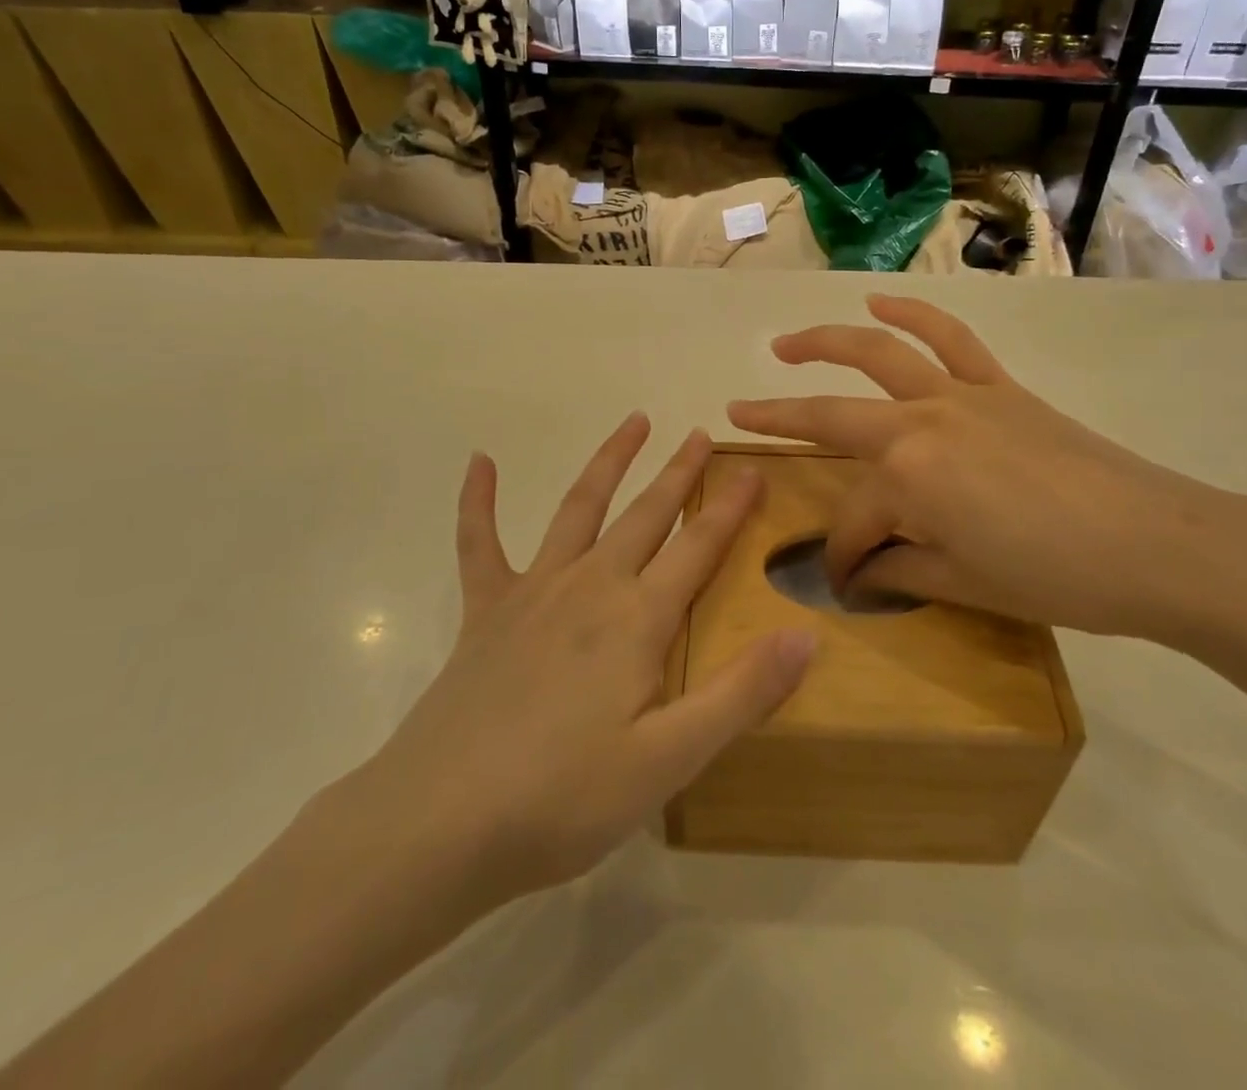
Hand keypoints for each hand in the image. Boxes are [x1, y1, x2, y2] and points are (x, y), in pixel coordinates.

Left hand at [344, 416, 815, 916]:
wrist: (440, 823)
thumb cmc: (564, 797)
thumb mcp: (669, 759)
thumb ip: (740, 694)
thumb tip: (806, 634)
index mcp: (637, 619)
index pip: (698, 547)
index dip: (730, 507)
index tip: (753, 468)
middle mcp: (590, 586)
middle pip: (645, 514)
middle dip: (677, 472)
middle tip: (699, 434)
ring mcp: (533, 592)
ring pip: (579, 508)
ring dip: (609, 463)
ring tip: (633, 421)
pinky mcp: (484, 611)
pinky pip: (480, 543)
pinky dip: (479, 501)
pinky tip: (479, 462)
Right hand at [727, 295, 1246, 643]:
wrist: (1158, 542)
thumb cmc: (1056, 575)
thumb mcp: (964, 584)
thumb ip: (900, 570)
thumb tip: (861, 571)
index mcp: (908, 479)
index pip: (852, 522)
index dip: (841, 556)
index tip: (844, 581)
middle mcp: (919, 422)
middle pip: (831, 418)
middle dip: (777, 420)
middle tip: (736, 415)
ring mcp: (958, 394)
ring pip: (876, 353)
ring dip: (822, 343)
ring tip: (784, 345)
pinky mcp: (996, 385)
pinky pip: (948, 337)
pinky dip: (912, 313)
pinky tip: (880, 301)